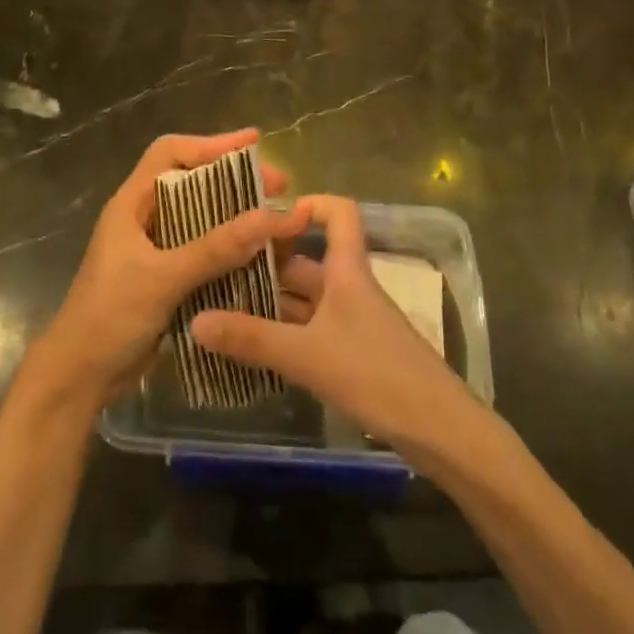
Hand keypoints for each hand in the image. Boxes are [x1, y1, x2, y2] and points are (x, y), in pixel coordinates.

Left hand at [29, 129, 308, 411]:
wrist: (80, 377)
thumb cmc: (109, 317)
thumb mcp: (162, 278)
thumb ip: (214, 249)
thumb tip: (271, 217)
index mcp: (132, 204)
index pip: (170, 153)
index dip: (211, 143)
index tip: (254, 143)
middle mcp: (143, 219)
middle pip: (192, 183)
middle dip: (235, 181)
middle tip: (278, 185)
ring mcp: (154, 250)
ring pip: (201, 219)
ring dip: (236, 215)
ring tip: (276, 218)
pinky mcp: (164, 278)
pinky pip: (203, 252)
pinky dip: (230, 249)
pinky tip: (260, 257)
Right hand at [190, 194, 468, 455]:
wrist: (439, 430)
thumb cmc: (376, 374)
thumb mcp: (307, 356)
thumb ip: (251, 339)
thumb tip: (194, 319)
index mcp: (347, 272)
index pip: (339, 213)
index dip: (308, 204)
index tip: (267, 215)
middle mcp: (350, 289)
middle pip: (307, 261)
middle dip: (266, 263)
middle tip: (217, 269)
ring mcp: (352, 323)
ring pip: (306, 300)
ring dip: (270, 302)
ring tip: (222, 306)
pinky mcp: (353, 354)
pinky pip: (311, 330)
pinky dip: (283, 333)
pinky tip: (252, 347)